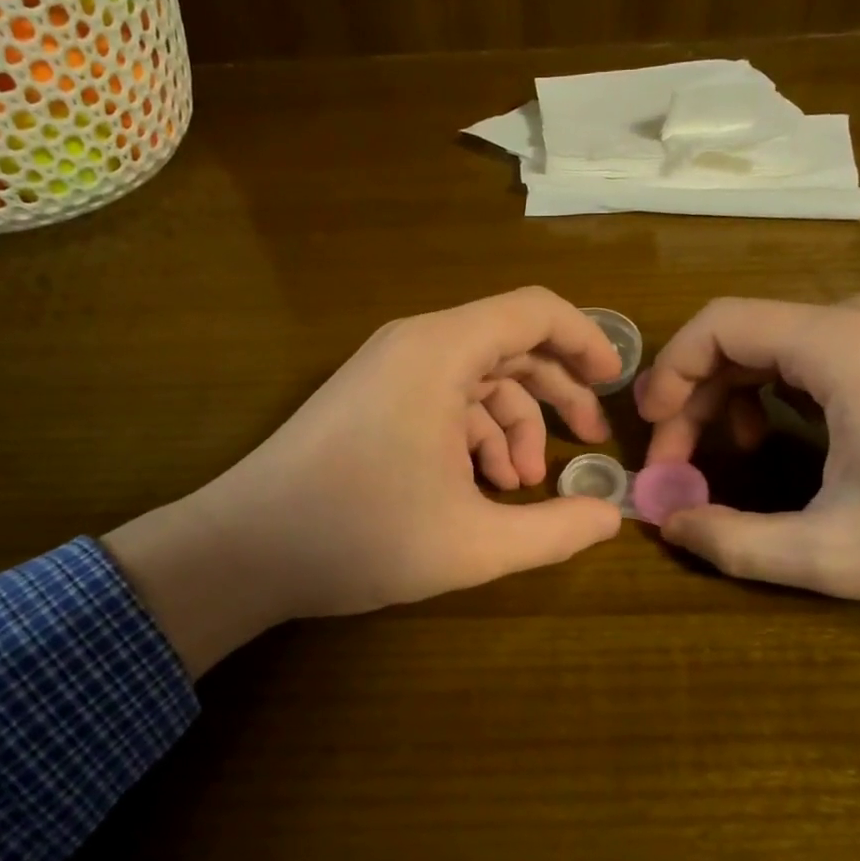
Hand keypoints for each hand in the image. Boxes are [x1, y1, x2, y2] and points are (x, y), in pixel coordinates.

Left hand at [104, 287, 623, 675]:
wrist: (244, 549)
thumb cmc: (361, 535)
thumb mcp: (475, 543)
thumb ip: (555, 530)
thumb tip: (611, 516)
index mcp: (442, 351)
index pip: (534, 311)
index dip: (586, 339)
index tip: (616, 382)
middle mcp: (416, 345)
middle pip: (510, 345)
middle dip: (556, 393)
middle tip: (588, 442)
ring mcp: (388, 371)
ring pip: (477, 379)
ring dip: (511, 427)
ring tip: (520, 487)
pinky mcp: (371, 399)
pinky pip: (442, 400)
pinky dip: (472, 436)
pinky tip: (480, 489)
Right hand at [636, 296, 859, 665]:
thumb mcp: (833, 554)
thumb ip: (734, 542)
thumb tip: (666, 523)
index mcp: (836, 346)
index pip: (717, 323)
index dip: (668, 372)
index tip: (651, 432)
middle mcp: (853, 320)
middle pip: (737, 334)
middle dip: (691, 394)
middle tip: (676, 460)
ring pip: (766, 344)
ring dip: (726, 395)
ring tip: (720, 456)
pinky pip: (802, 355)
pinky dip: (766, 392)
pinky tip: (770, 440)